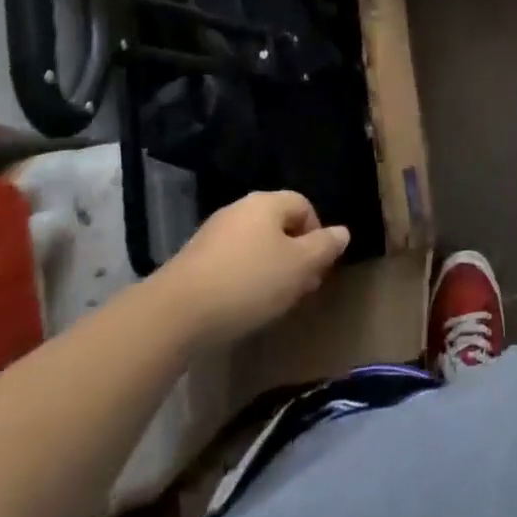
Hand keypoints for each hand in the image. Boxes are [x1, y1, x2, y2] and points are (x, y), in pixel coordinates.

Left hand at [162, 192, 349, 345]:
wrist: (175, 313)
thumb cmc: (248, 282)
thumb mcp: (298, 267)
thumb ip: (324, 247)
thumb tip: (342, 232)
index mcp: (267, 202)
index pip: (304, 205)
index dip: (317, 235)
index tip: (318, 269)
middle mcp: (240, 209)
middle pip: (279, 225)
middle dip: (294, 254)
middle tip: (300, 288)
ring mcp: (213, 233)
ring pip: (255, 245)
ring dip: (270, 268)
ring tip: (274, 302)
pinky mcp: (194, 260)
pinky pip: (231, 262)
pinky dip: (244, 278)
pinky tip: (242, 306)